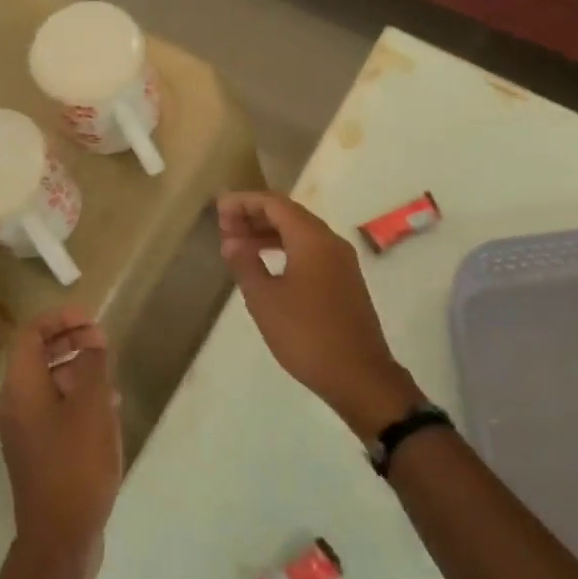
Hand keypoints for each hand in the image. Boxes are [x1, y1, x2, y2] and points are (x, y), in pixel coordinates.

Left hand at [0, 307, 122, 578]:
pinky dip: (77, 398)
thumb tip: (93, 339)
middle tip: (103, 342)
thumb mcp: (92, 407)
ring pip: (48, 384)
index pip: (31, 335)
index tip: (91, 320)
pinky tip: (108, 409)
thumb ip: (93, 365)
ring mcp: (25, 431)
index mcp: (21, 387)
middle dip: (70, 342)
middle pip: (37, 357)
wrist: (60, 536)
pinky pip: (55, 410)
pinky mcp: (39, 452)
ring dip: (77, 370)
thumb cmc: (77, 463)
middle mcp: (15, 404)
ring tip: (111, 374)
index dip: (59, 319)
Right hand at [217, 191, 422, 440]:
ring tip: (237, 246)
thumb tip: (232, 241)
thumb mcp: (265, 300)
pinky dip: (284, 250)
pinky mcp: (344, 282)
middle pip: (289, 215)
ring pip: (300, 234)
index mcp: (312, 239)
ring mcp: (342, 262)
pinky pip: (310, 252)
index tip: (219, 209)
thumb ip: (245, 264)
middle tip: (223, 227)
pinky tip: (265, 266)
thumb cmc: (306, 335)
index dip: (244, 202)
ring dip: (268, 235)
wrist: (358, 375)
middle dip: (255, 216)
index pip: (275, 204)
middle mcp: (331, 242)